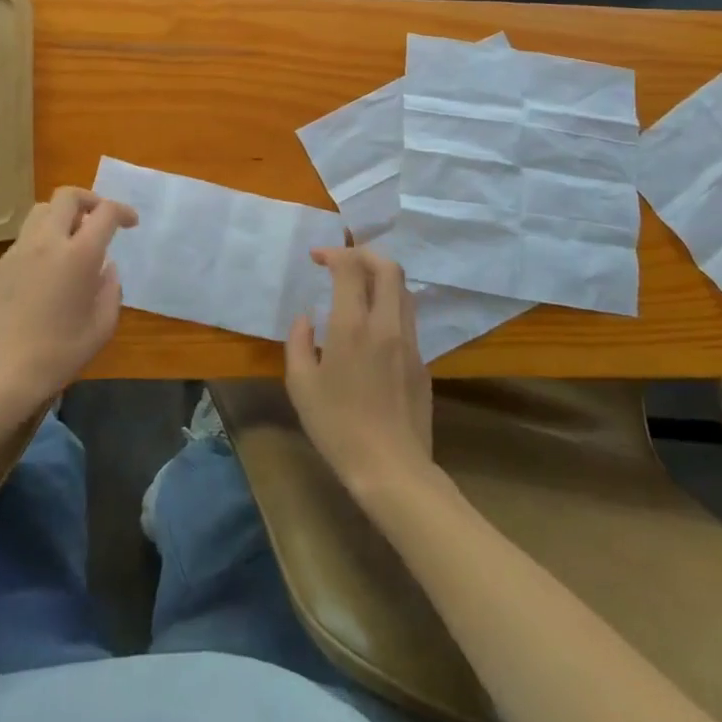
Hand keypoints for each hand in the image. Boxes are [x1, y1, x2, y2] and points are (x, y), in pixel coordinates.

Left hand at [0, 187, 137, 414]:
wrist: (0, 375)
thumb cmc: (59, 354)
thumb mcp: (102, 326)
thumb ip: (110, 289)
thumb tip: (106, 267)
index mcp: (79, 255)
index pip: (105, 212)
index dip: (123, 211)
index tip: (130, 223)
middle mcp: (46, 242)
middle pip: (67, 196)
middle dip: (89, 200)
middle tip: (99, 220)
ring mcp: (17, 252)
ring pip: (41, 212)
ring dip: (62, 216)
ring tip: (72, 241)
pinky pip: (24, 240)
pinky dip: (41, 242)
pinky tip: (45, 273)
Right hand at [284, 247, 433, 495]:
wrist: (392, 469)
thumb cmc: (337, 427)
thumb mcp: (301, 386)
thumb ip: (299, 343)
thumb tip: (307, 318)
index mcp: (353, 326)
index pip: (351, 268)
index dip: (334, 253)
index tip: (316, 258)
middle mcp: (386, 324)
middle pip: (388, 267)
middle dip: (364, 253)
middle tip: (342, 260)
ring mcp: (410, 342)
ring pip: (403, 290)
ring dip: (381, 277)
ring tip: (359, 286)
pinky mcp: (422, 362)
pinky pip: (407, 318)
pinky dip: (389, 305)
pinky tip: (373, 326)